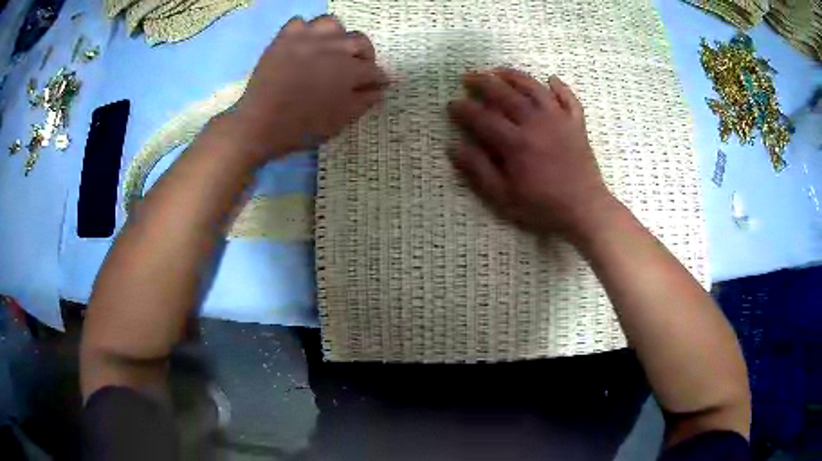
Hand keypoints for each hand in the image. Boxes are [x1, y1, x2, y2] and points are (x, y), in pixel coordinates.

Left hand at [230, 15, 387, 161]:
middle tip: (357, 67)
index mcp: (348, 70)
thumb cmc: (302, 127)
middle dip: (365, 55)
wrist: (259, 124)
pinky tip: (304, 45)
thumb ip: (363, 102)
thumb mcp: (339, 121)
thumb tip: (378, 89)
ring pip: (332, 24)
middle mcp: (332, 47)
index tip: (378, 83)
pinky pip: (299, 22)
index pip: (373, 70)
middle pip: (359, 41)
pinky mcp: (283, 38)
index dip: (379, 78)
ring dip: (337, 36)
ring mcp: (306, 39)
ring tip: (331, 50)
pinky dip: (304, 31)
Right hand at [448, 68, 611, 237]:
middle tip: (468, 77)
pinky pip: (568, 99)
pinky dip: (560, 87)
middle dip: (483, 83)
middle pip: (506, 94)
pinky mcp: (577, 124)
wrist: (585, 209)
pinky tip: (550, 79)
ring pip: (534, 89)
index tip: (451, 103)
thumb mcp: (504, 196)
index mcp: (516, 143)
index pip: (483, 118)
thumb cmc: (542, 206)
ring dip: (515, 76)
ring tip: (498, 70)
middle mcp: (536, 123)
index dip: (464, 109)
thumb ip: (478, 169)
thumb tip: (454, 146)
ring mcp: (559, 120)